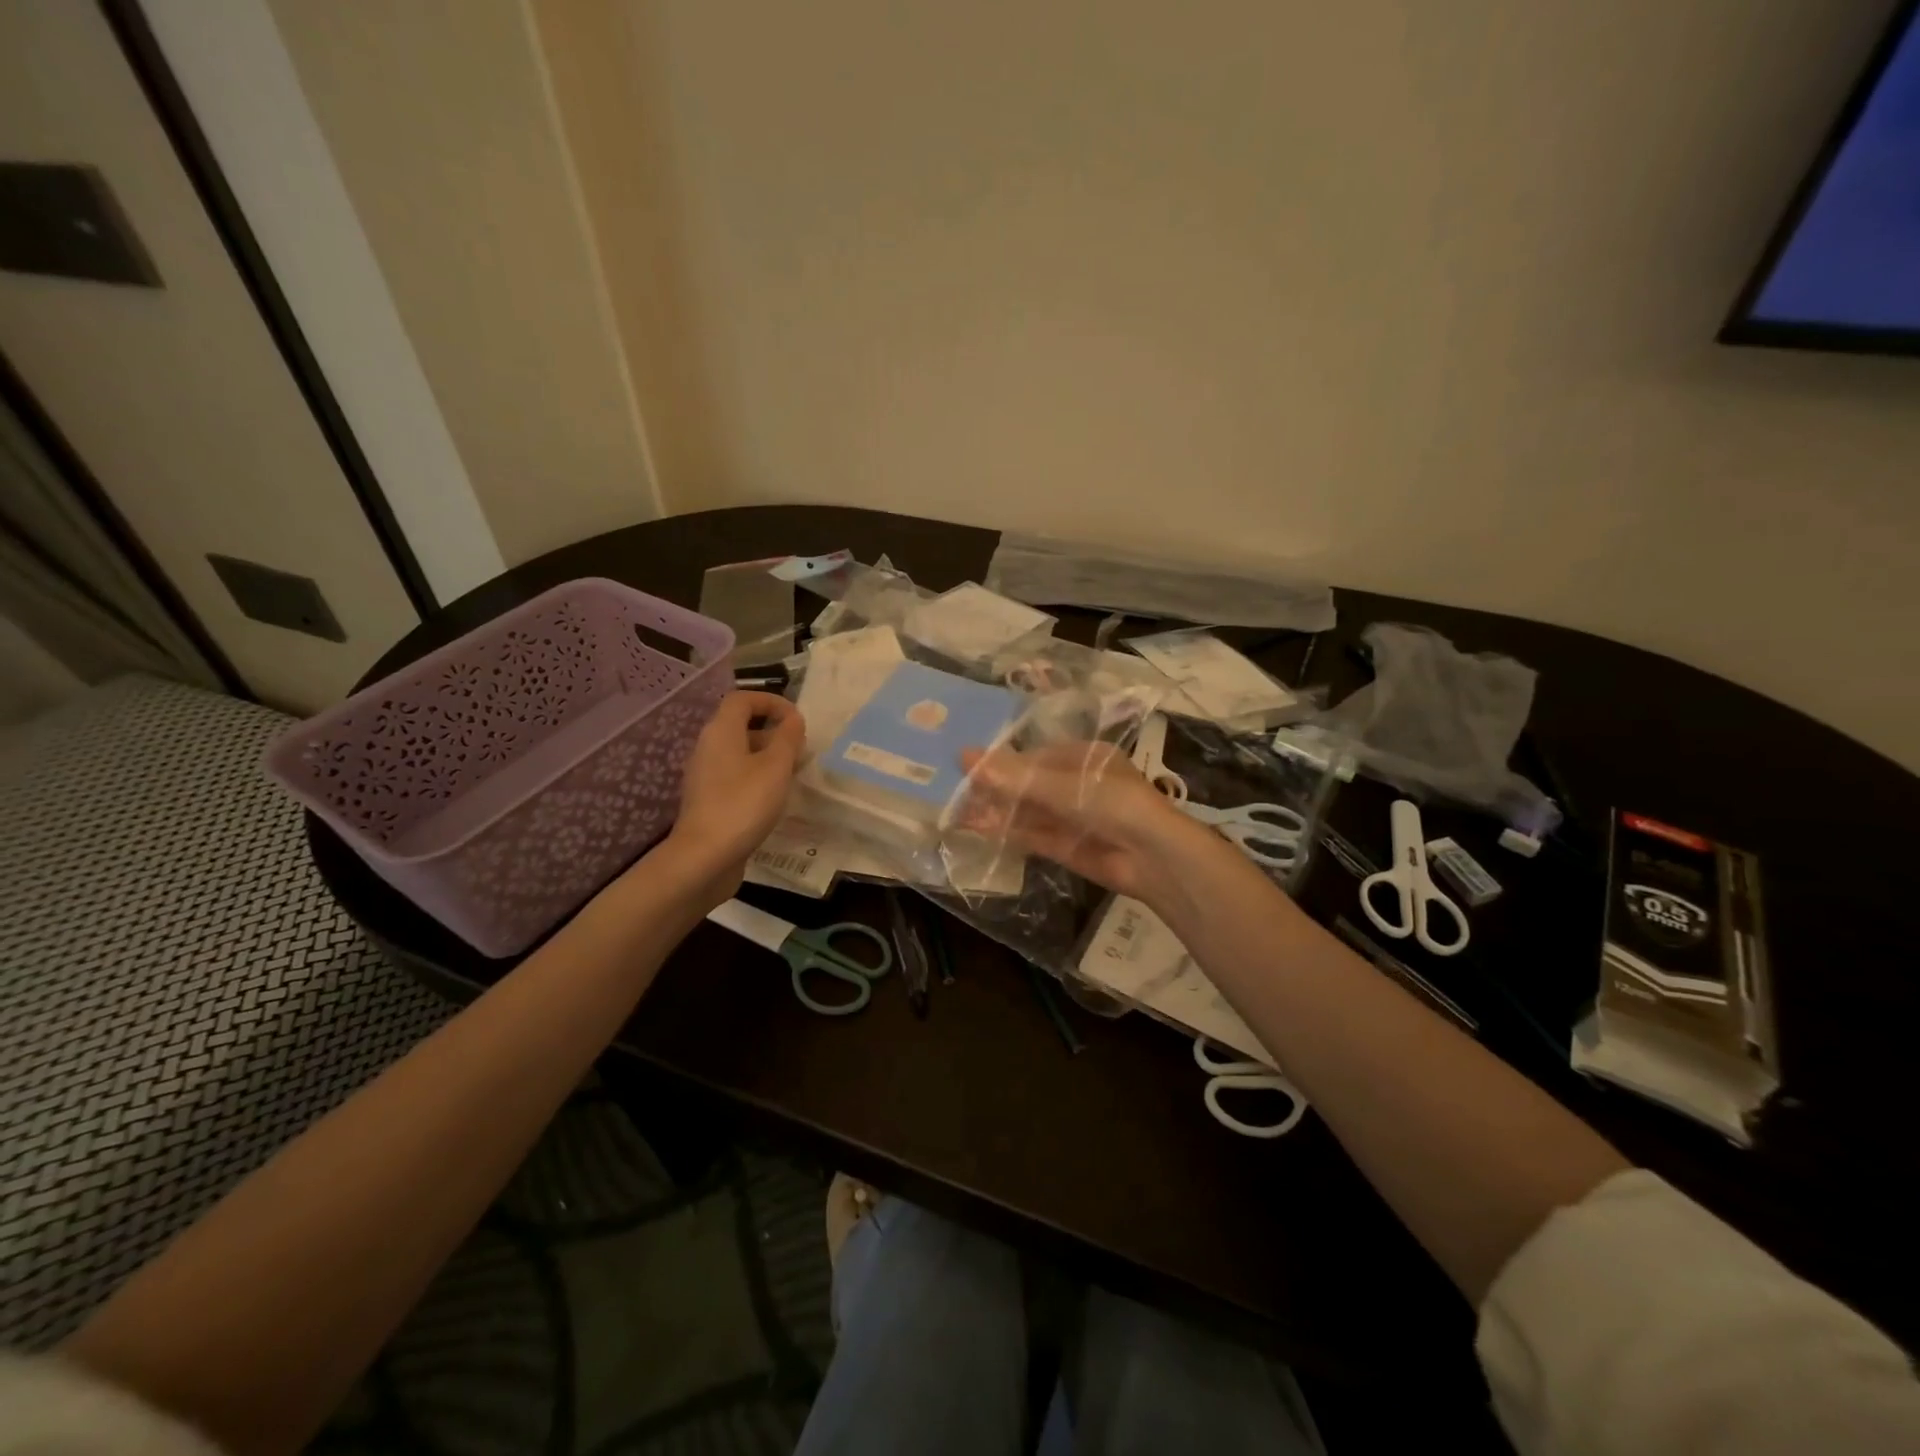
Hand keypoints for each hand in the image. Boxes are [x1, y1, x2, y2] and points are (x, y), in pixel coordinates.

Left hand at [666, 692, 804, 888]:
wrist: (704, 858)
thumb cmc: (743, 804)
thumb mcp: (775, 767)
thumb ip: (787, 738)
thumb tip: (793, 719)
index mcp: (720, 731)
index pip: (742, 699)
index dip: (771, 701)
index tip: (797, 719)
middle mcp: (708, 747)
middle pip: (740, 724)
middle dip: (772, 729)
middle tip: (800, 747)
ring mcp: (705, 775)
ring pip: (739, 752)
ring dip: (767, 755)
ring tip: (793, 772)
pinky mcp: (708, 800)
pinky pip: (735, 775)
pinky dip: (756, 777)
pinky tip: (774, 797)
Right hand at [956, 739, 1206, 903]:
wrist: (1152, 857)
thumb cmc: (1112, 803)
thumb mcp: (1060, 785)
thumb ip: (1013, 777)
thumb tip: (964, 756)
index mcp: (1083, 758)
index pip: (1033, 757)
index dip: (1001, 762)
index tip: (967, 766)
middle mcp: (1076, 785)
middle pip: (1027, 785)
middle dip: (994, 789)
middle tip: (955, 791)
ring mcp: (1071, 817)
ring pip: (1026, 811)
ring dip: (996, 811)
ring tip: (957, 811)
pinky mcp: (1066, 847)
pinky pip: (1031, 835)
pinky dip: (1007, 832)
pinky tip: (978, 829)